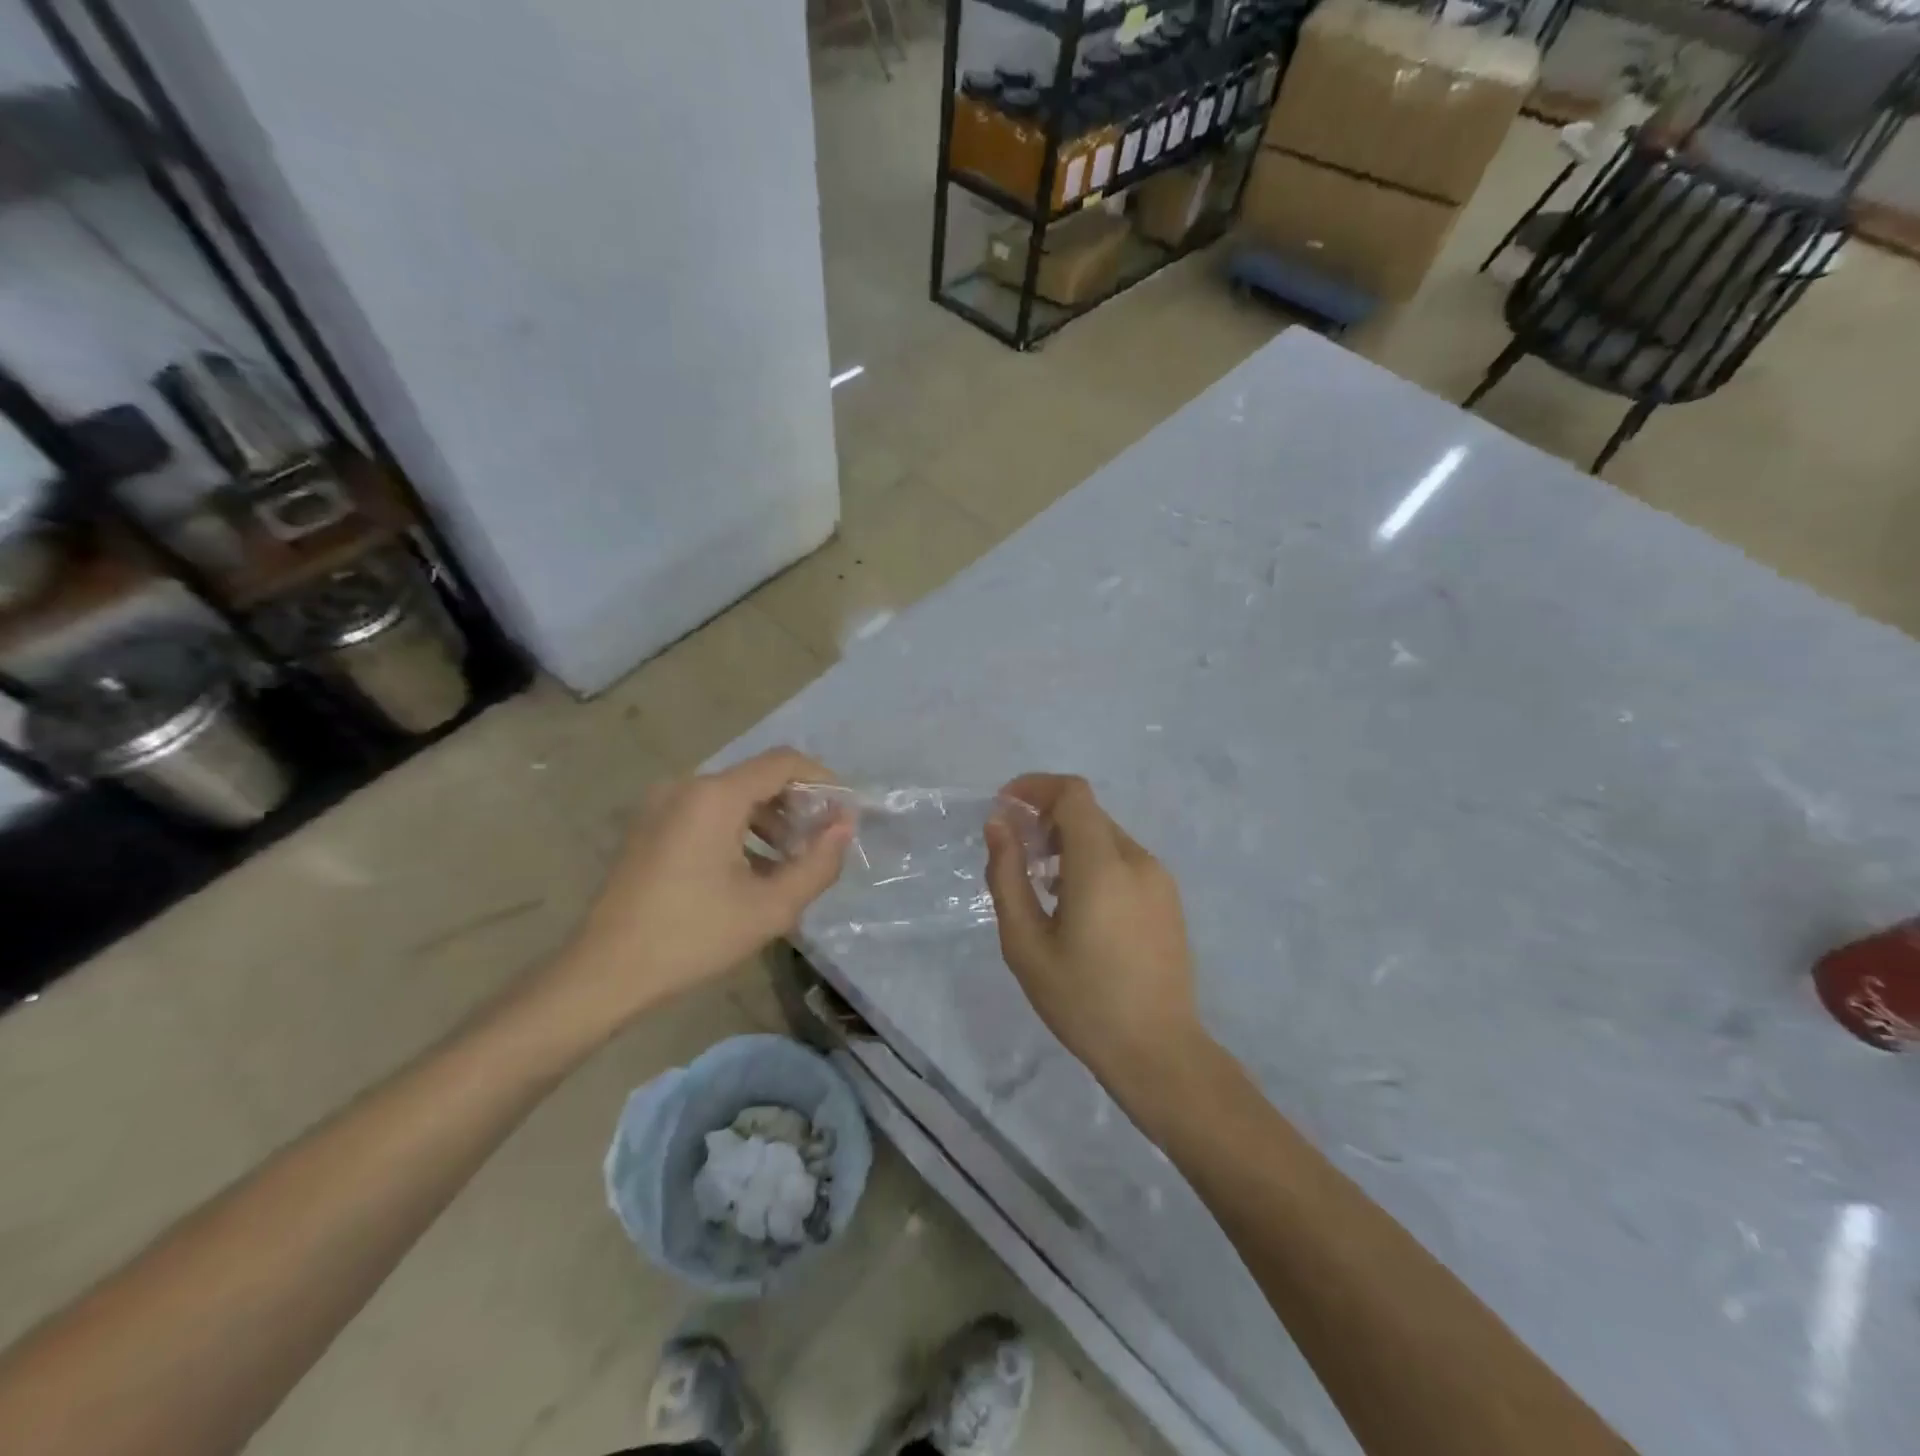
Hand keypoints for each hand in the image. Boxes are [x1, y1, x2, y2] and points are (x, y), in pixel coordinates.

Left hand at [541, 747, 851, 1033]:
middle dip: (797, 805)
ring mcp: (662, 805)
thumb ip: (818, 862)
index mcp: (715, 797)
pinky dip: (738, 830)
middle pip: (758, 778)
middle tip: (819, 844)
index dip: (822, 779)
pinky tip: (750, 870)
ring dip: (769, 821)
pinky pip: (707, 812)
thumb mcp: (771, 907)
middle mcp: (687, 787)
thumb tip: (845, 825)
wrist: (605, 972)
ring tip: (789, 863)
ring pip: (733, 796)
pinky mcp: (649, 826)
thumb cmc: (693, 936)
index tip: (843, 811)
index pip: (783, 762)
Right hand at [983, 774, 1202, 1085]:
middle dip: (1046, 818)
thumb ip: (1007, 876)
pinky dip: (1092, 862)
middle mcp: (1137, 860)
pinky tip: (1075, 905)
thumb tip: (998, 826)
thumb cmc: (1082, 1001)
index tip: (1005, 807)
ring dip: (1069, 842)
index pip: (1073, 793)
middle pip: (1088, 813)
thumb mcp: (1026, 943)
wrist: (1158, 1051)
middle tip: (1017, 854)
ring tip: (1042, 885)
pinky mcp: (1168, 899)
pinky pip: (1123, 861)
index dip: (1035, 787)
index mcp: (1102, 866)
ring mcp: (1159, 879)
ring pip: (1105, 837)